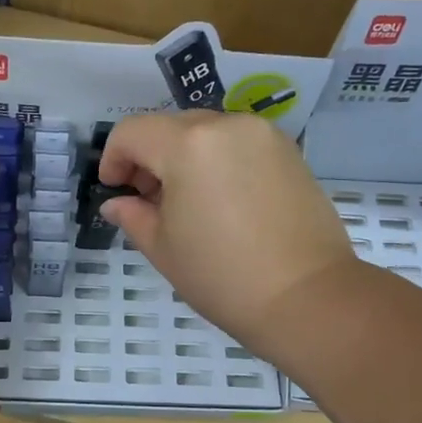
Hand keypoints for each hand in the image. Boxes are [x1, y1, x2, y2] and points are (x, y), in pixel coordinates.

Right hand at [100, 112, 357, 359]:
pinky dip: (218, 161)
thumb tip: (117, 203)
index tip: (115, 191)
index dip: (113, 159)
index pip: (132, 132)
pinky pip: (238, 144)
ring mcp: (263, 135)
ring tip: (189, 204)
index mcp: (188, 144)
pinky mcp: (289, 152)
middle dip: (150, 158)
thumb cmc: (223, 276)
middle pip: (170, 127)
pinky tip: (223, 203)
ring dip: (185, 157)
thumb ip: (132, 216)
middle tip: (149, 201)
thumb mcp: (163, 248)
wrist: (308, 298)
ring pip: (206, 132)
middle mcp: (226, 125)